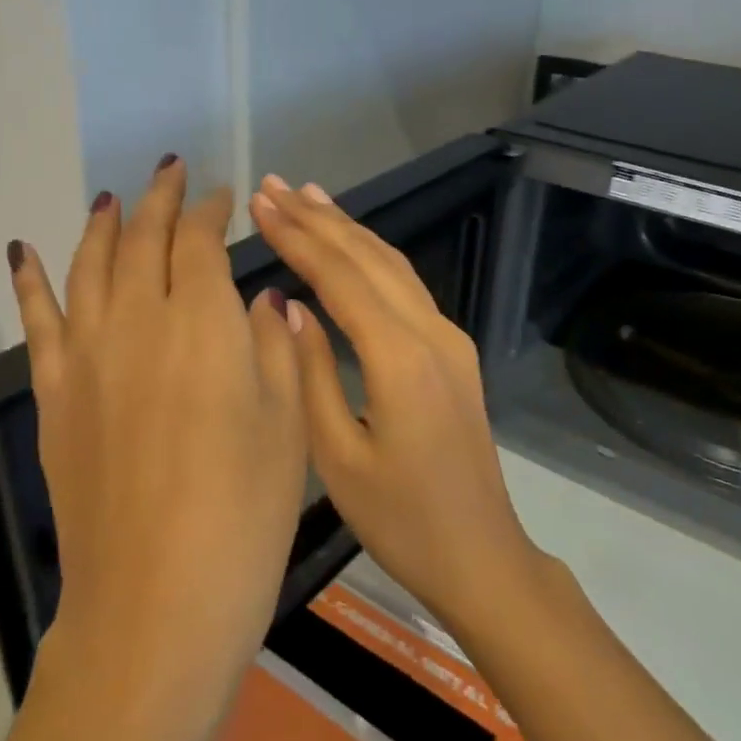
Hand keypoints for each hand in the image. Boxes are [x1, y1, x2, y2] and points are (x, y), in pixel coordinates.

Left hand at [10, 158, 306, 683]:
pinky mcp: (55, 396)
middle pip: (143, 240)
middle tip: (172, 171)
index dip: (212, 211)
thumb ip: (272, 347)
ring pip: (89, 266)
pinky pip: (38, 321)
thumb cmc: (244, 515)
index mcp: (205, 324)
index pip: (202, 242)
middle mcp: (139, 322)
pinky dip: (31, 280)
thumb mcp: (287, 425)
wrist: (157, 602)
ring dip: (102, 224)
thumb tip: (259, 299)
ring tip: (112, 198)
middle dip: (160, 200)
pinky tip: (25, 251)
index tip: (224, 197)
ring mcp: (88, 357)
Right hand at [248, 174, 540, 628]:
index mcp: (400, 359)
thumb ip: (310, 373)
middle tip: (273, 187)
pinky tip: (351, 248)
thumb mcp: (337, 457)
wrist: (480, 554)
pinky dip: (373, 258)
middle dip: (320, 219)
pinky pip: (407, 289)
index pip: (341, 278)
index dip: (298, 237)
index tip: (260, 204)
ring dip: (349, 230)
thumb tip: (288, 306)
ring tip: (308, 197)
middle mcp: (432, 334)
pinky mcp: (454, 354)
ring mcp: (450, 341)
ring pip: (394, 267)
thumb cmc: (400, 520)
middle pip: (370, 259)